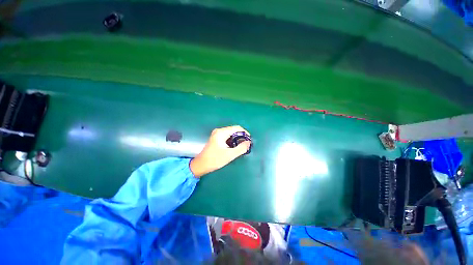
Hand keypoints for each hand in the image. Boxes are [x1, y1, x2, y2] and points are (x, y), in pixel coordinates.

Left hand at [190, 125, 250, 177]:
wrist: (201, 165)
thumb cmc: (215, 160)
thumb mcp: (230, 155)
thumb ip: (241, 148)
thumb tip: (249, 142)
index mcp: (221, 132)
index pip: (237, 128)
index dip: (245, 133)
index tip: (249, 141)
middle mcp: (219, 131)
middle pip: (234, 130)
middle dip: (241, 136)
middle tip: (246, 145)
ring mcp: (217, 134)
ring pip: (231, 133)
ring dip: (237, 139)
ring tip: (241, 147)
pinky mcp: (216, 138)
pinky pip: (227, 136)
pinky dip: (233, 140)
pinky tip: (234, 147)